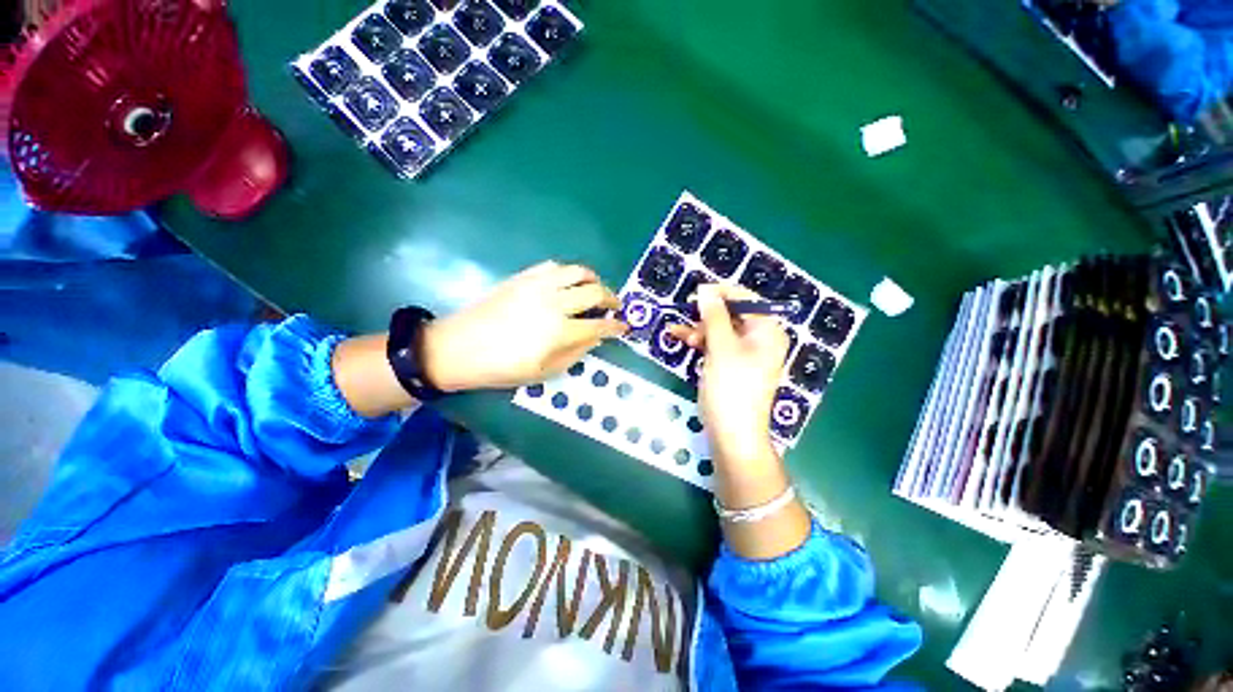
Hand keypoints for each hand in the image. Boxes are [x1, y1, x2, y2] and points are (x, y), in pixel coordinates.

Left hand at [421, 261, 627, 391]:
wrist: (458, 347)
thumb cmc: (501, 367)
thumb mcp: (542, 371)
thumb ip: (574, 353)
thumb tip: (596, 338)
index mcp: (560, 331)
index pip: (600, 325)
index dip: (616, 326)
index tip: (624, 327)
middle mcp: (554, 303)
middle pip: (595, 292)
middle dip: (612, 298)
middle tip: (615, 305)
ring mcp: (538, 286)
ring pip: (577, 272)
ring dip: (593, 279)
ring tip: (595, 288)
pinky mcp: (523, 277)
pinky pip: (554, 266)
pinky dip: (568, 273)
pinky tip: (567, 283)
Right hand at [669, 284, 809, 559]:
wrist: (733, 435)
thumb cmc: (731, 388)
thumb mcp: (721, 348)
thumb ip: (714, 316)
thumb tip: (706, 289)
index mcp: (767, 331)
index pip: (746, 298)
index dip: (721, 292)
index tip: (695, 293)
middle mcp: (760, 339)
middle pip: (732, 314)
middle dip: (706, 314)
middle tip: (684, 315)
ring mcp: (746, 353)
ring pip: (721, 329)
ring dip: (700, 329)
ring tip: (678, 334)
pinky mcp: (733, 366)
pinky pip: (718, 345)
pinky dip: (702, 342)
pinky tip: (684, 341)